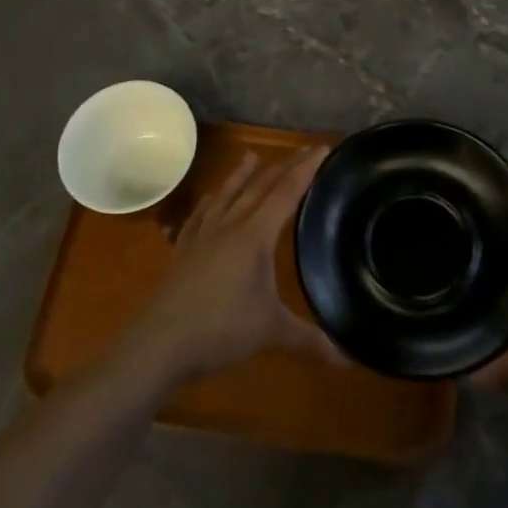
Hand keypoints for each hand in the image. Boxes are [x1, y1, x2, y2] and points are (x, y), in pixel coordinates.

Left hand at [121, 146, 339, 385]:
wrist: (160, 342)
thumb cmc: (220, 330)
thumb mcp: (271, 332)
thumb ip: (309, 340)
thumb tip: (347, 359)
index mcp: (254, 235)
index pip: (286, 193)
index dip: (305, 170)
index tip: (321, 148)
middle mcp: (229, 225)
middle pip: (259, 187)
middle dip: (283, 167)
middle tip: (302, 150)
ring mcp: (202, 235)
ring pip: (227, 195)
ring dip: (241, 175)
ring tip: (250, 156)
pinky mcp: (183, 249)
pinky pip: (200, 215)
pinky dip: (209, 202)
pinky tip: (209, 200)